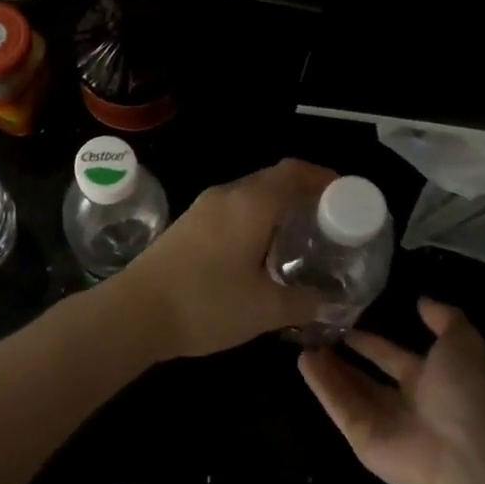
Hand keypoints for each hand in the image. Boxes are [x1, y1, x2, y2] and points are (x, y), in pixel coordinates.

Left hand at [107, 158, 333, 359]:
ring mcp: (204, 208)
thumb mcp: (265, 309)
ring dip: (279, 207)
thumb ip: (303, 302)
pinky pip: (234, 209)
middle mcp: (227, 195)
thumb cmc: (206, 303)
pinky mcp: (189, 224)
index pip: (295, 172)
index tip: (349, 197)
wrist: (135, 311)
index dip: (325, 178)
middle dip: (305, 193)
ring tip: (302, 237)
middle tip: (331, 222)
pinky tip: (263, 251)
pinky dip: (257, 218)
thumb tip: (327, 302)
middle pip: (274, 179)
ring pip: (252, 194)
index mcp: (251, 203)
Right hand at [299, 299, 484, 483]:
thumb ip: (445, 318)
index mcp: (429, 381)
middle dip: (342, 356)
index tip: (343, 320)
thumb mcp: (463, 343)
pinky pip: (337, 407)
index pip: (390, 356)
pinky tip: (302, 361)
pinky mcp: (361, 437)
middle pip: (365, 376)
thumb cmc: (465, 396)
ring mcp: (380, 422)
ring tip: (302, 342)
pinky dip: (320, 385)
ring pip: (346, 390)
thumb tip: (422, 300)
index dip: (369, 341)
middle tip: (315, 332)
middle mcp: (403, 402)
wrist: (464, 456)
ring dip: (326, 367)